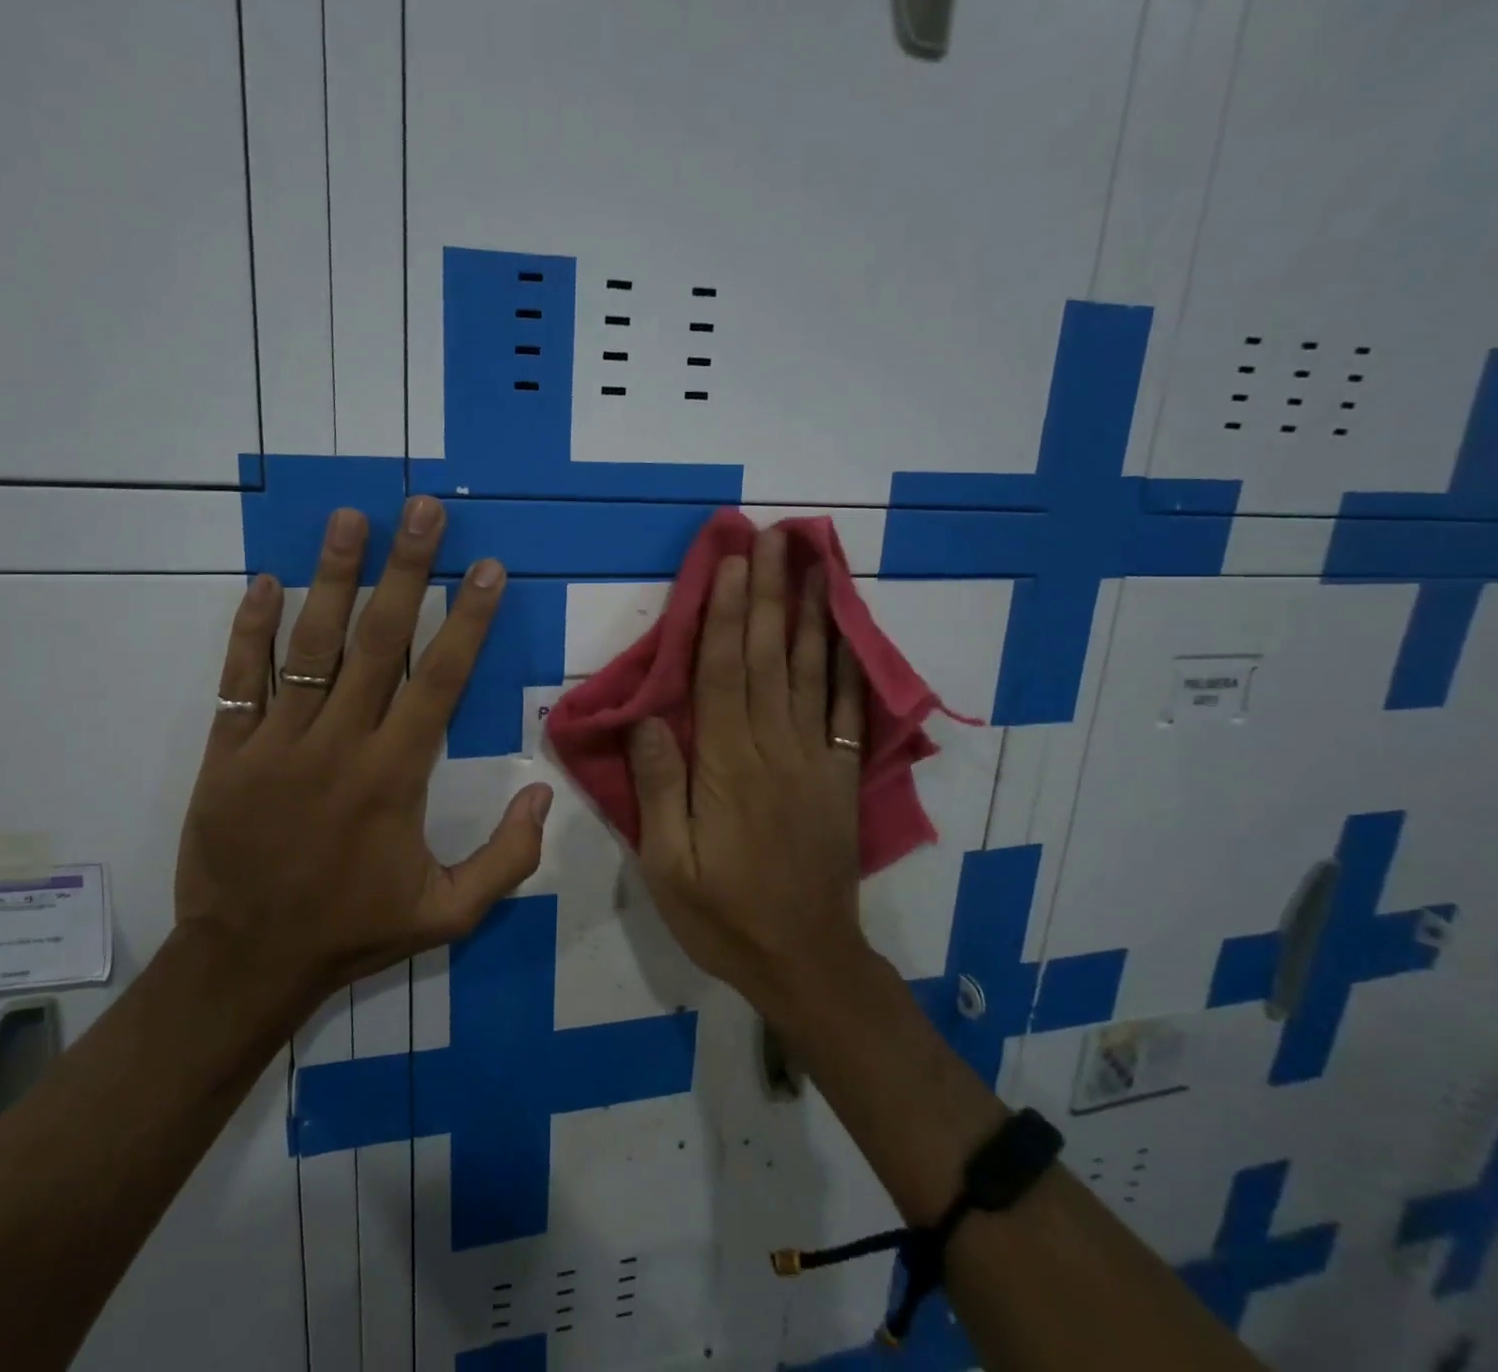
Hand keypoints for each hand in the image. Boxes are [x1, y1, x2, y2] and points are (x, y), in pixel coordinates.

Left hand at [174, 497, 552, 1012]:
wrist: (245, 962)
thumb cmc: (352, 931)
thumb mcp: (448, 914)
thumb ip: (507, 858)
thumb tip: (543, 793)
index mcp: (394, 777)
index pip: (440, 680)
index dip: (467, 620)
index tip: (486, 568)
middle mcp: (338, 744)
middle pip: (378, 642)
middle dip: (405, 571)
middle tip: (422, 511)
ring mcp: (276, 743)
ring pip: (309, 645)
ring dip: (333, 577)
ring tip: (350, 518)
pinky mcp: (227, 751)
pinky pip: (239, 678)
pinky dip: (251, 628)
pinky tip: (267, 581)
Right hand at [627, 527, 870, 1018]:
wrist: (805, 960)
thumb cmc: (723, 913)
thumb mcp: (668, 865)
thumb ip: (658, 789)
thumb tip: (647, 719)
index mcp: (727, 766)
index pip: (724, 673)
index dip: (727, 614)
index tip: (731, 563)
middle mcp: (775, 748)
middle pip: (771, 657)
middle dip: (769, 593)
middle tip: (774, 537)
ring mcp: (815, 759)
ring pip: (813, 672)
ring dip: (810, 614)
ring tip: (813, 563)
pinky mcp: (840, 777)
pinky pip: (849, 711)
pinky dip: (850, 665)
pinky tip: (848, 631)